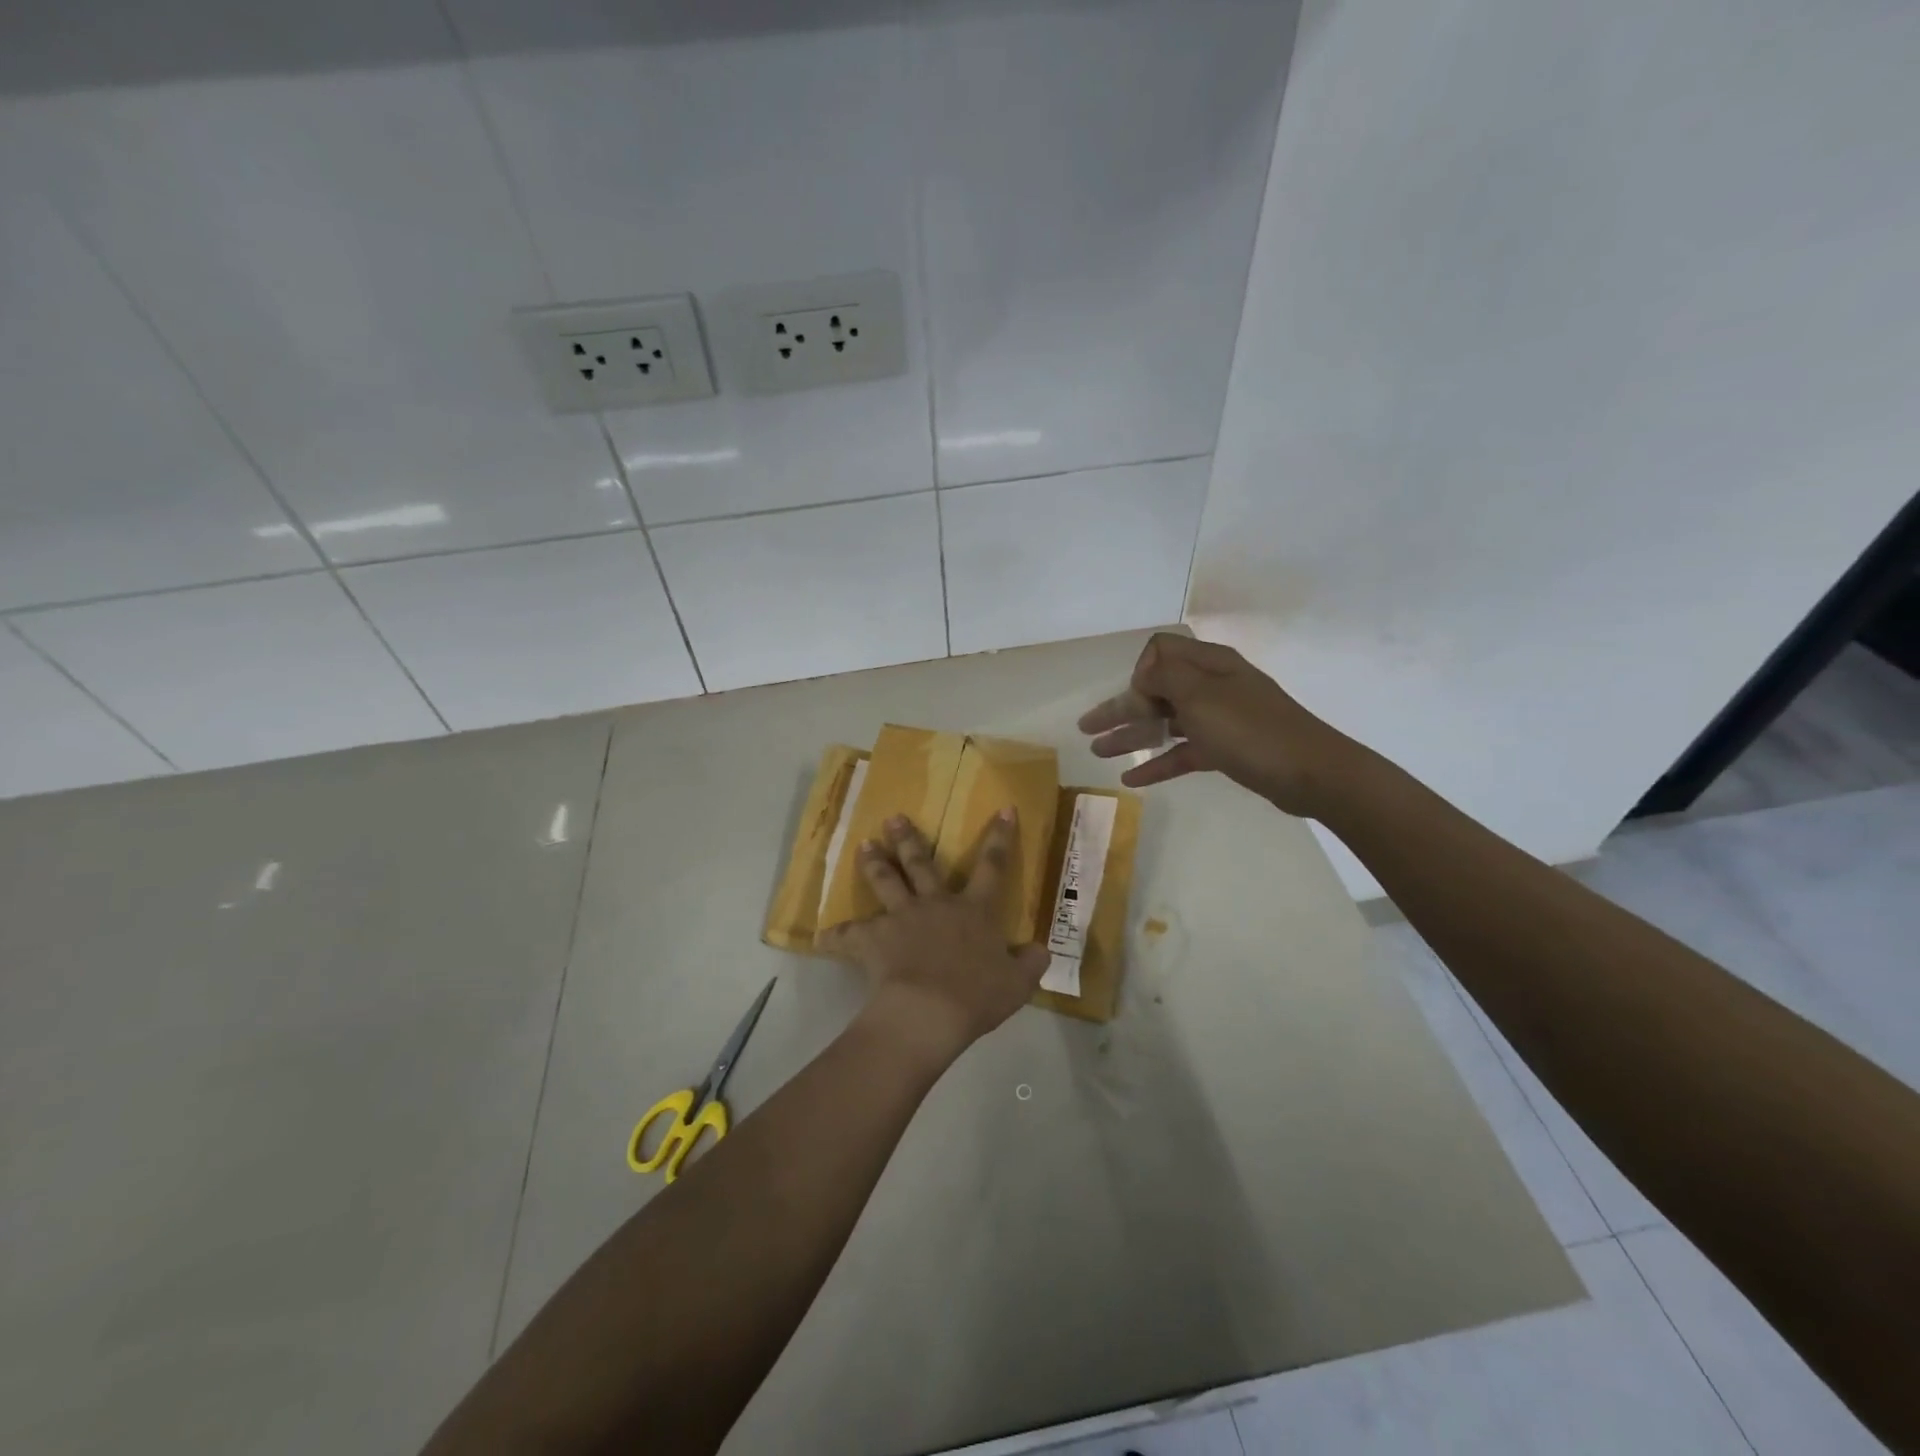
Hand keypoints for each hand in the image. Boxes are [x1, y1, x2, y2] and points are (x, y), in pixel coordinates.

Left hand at [820, 811, 1049, 1059]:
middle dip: (909, 839)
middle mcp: (936, 904)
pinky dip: (836, 936)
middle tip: (894, 818)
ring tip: (863, 845)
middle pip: (922, 864)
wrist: (930, 1011)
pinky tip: (821, 936)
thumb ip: (1030, 963)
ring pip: (886, 882)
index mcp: (974, 911)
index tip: (1002, 808)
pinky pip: (850, 935)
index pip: (993, 866)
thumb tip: (1042, 949)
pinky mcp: (874, 939)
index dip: (999, 837)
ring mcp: (902, 918)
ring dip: (874, 863)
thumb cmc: (976, 995)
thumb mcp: (1017, 983)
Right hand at [1077, 632, 1363, 817]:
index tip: (1138, 699)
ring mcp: (1220, 718)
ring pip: (1166, 723)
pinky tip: (1131, 778)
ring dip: (1133, 735)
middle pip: (1157, 691)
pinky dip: (1158, 761)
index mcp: (1209, 663)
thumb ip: (1164, 677)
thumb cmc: (1251, 729)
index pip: (1160, 652)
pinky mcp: (1227, 749)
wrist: (1311, 773)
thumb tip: (1144, 674)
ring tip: (1098, 752)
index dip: (1141, 673)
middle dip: (1121, 708)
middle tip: (1087, 728)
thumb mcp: (1201, 695)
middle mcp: (1212, 685)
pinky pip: (1183, 751)